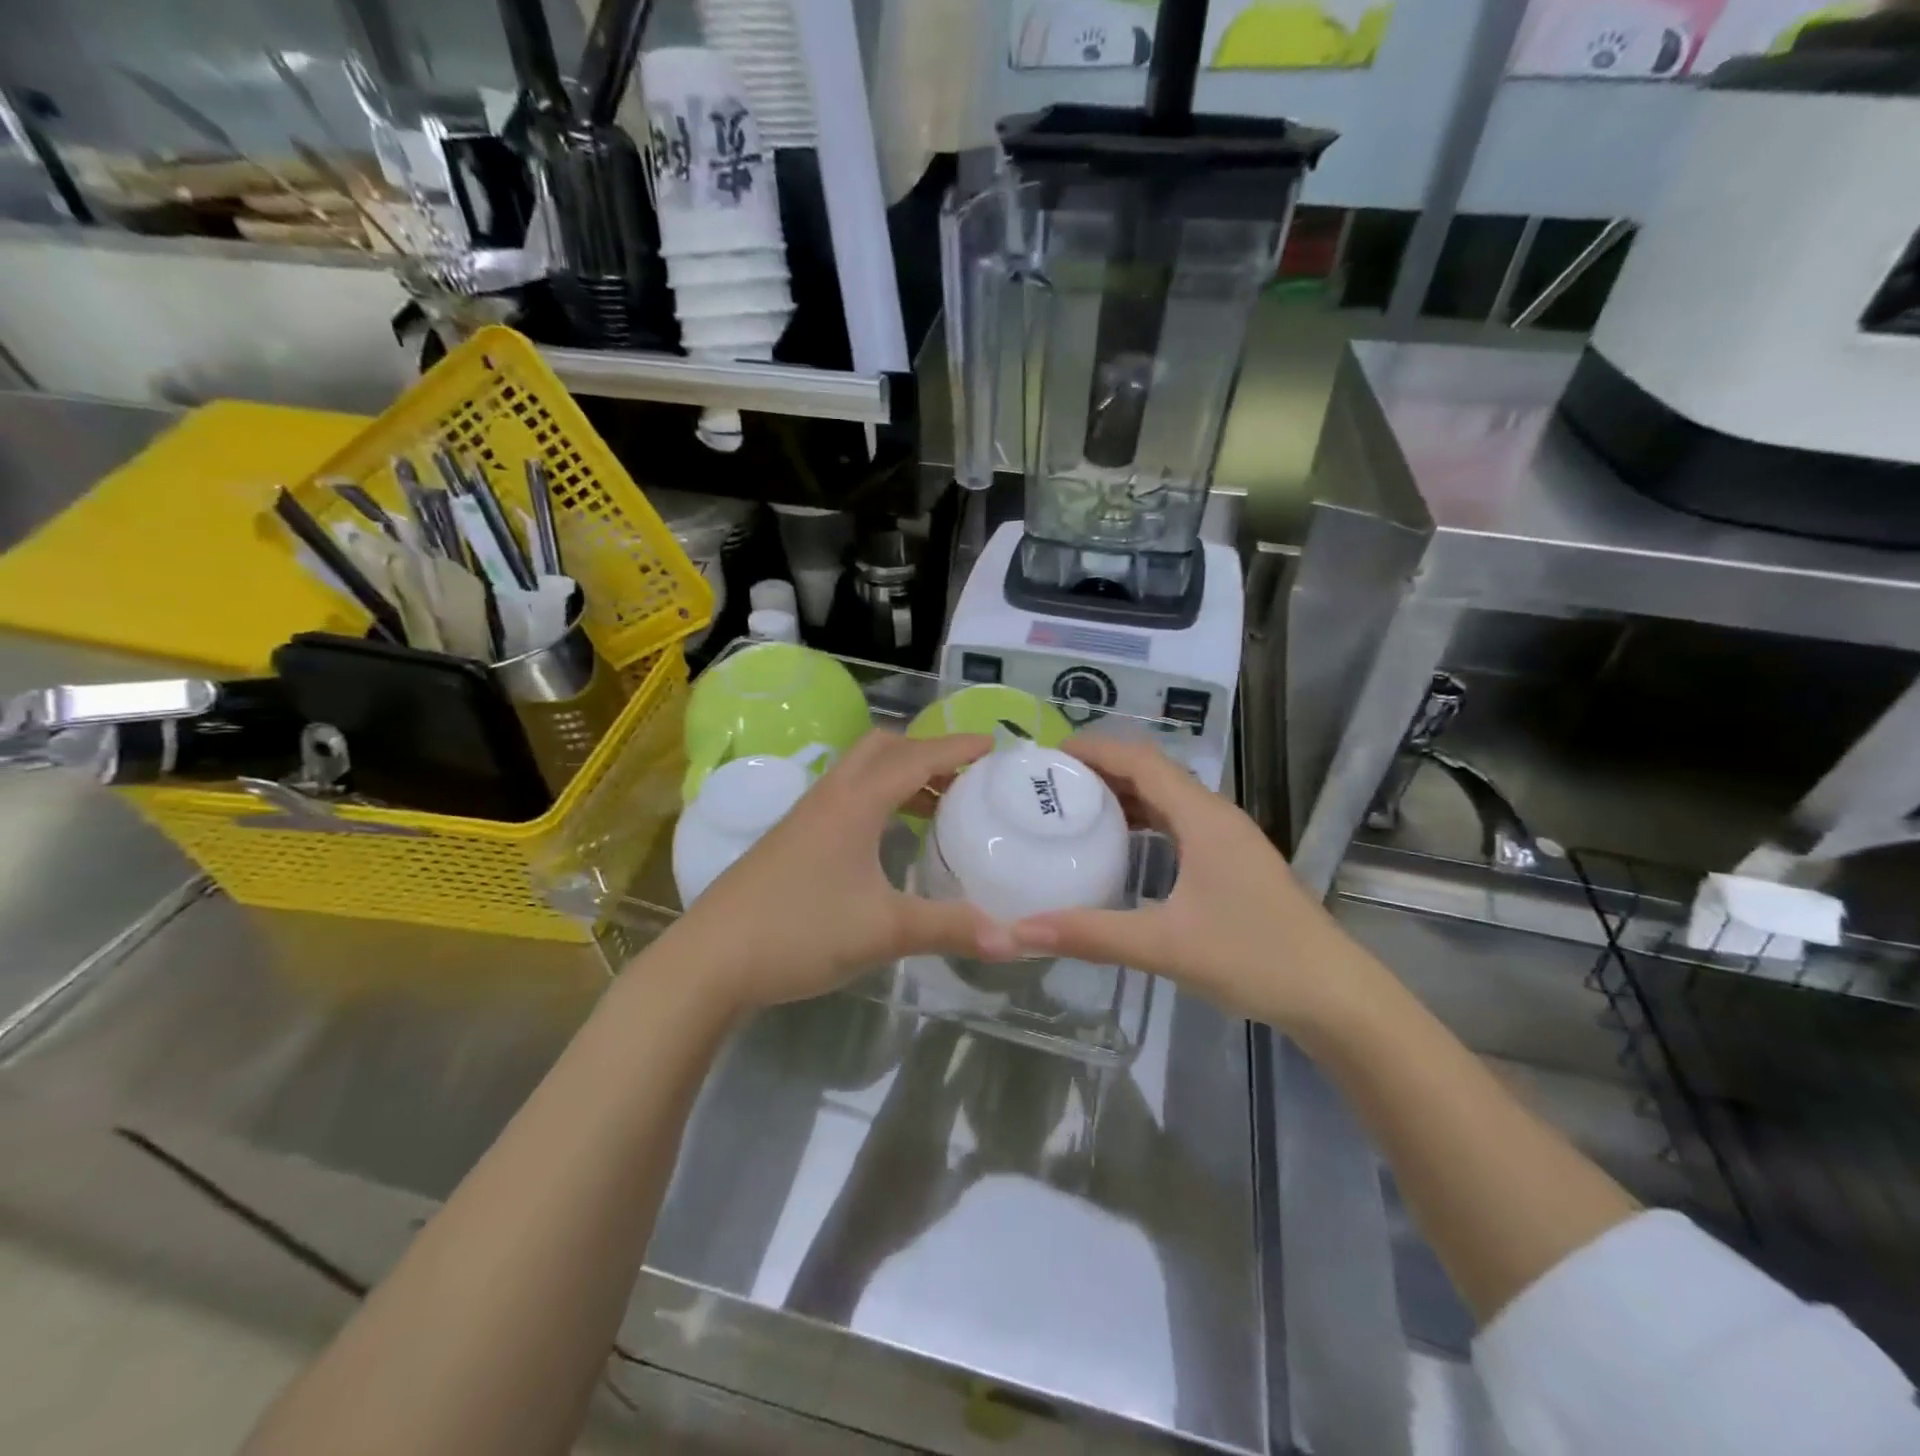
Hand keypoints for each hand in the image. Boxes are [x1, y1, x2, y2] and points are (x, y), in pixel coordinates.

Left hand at [661, 731, 1016, 1012]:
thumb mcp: (884, 931)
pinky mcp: (792, 838)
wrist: (710, 961)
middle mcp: (830, 795)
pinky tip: (889, 839)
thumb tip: (1016, 939)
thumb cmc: (800, 932)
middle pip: (883, 748)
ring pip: (861, 771)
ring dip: (901, 775)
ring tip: (937, 807)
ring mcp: (806, 815)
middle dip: (927, 752)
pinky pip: (846, 796)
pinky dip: (879, 798)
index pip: (916, 757)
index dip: (958, 748)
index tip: (995, 746)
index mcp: (855, 802)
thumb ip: (950, 929)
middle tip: (964, 779)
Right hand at [1010, 736, 1353, 1028]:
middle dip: (1102, 770)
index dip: (1096, 749)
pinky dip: (1145, 822)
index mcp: (1203, 818)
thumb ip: (1091, 934)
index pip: (1142, 761)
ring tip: (1075, 808)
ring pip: (1168, 799)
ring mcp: (1229, 840)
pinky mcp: (1233, 863)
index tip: (1049, 755)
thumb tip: (1019, 931)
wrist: (1333, 995)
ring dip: (1124, 795)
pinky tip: (1122, 847)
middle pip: (1153, 773)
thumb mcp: (1165, 945)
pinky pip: (1180, 824)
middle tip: (1051, 784)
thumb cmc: (1254, 958)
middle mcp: (1216, 817)